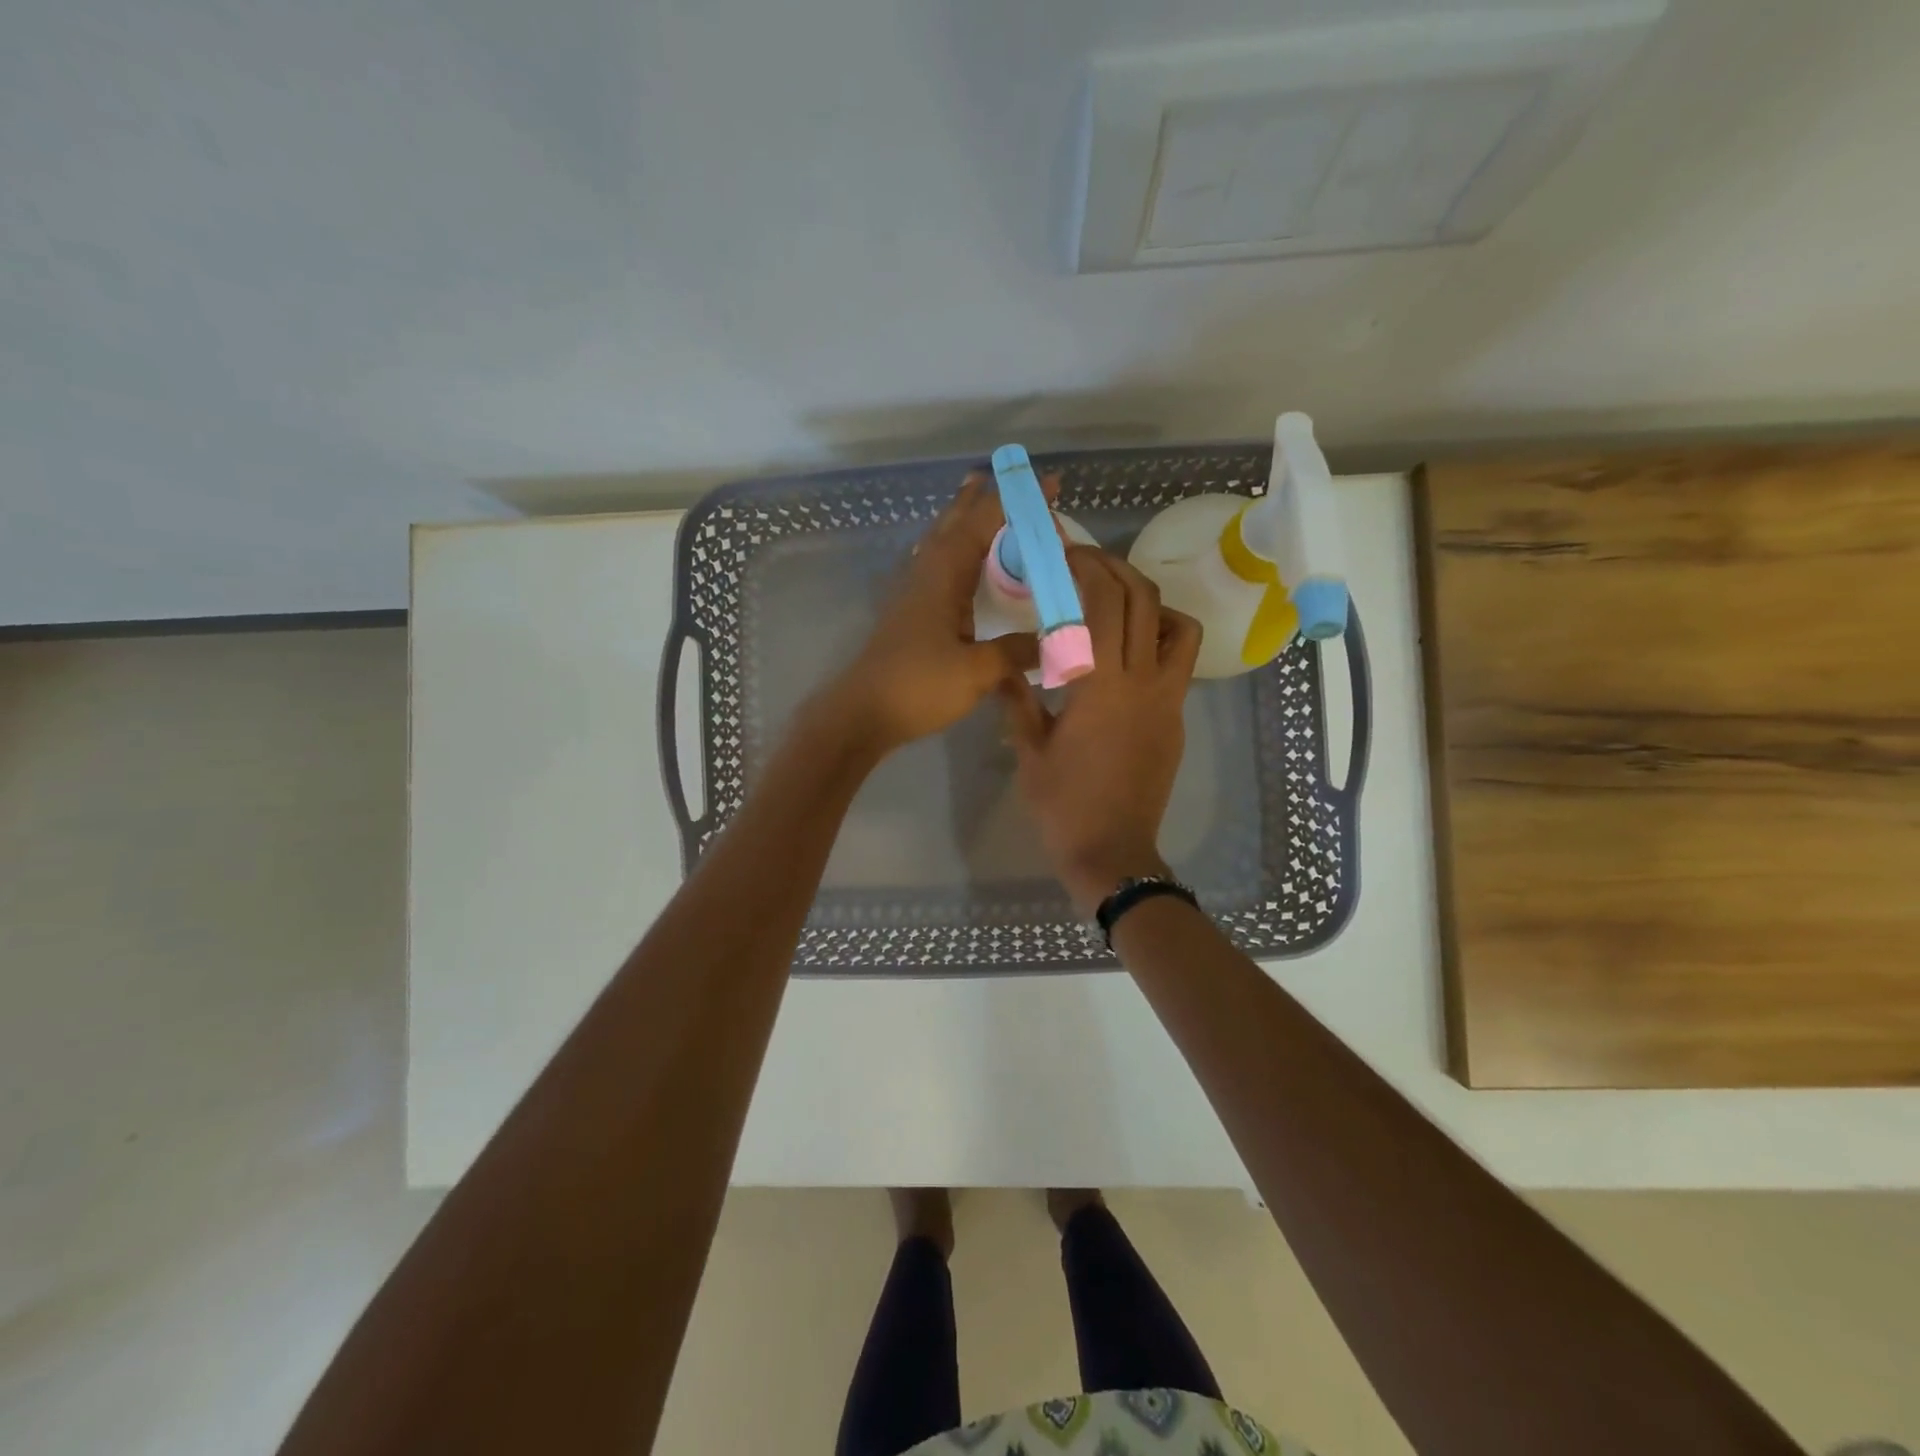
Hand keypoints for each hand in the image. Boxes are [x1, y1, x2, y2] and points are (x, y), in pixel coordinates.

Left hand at [816, 469, 1053, 754]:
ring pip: (942, 540)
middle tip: (1007, 479)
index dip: (1017, 501)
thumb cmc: (917, 687)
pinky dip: (955, 550)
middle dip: (982, 498)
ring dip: (963, 519)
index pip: (984, 522)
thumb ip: (1016, 651)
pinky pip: (937, 564)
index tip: (1049, 485)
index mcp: (944, 575)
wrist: (861, 714)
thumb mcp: (976, 671)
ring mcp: (914, 592)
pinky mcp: (910, 613)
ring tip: (982, 504)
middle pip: (955, 521)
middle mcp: (926, 573)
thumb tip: (1053, 642)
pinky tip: (959, 563)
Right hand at [1001, 547, 1201, 915]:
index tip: (1065, 554)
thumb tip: (1001, 667)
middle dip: (1117, 570)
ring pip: (1180, 628)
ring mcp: (1167, 701)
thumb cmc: (1063, 805)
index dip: (1087, 568)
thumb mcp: (1029, 751)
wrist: (1112, 852)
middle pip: (1145, 601)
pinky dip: (1160, 641)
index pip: (1103, 604)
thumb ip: (1017, 701)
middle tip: (1088, 564)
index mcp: (1101, 685)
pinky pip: (1178, 664)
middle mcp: (1143, 682)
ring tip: (1118, 604)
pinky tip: (1128, 655)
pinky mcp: (1177, 720)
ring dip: (1151, 603)